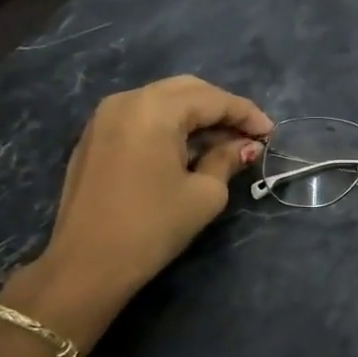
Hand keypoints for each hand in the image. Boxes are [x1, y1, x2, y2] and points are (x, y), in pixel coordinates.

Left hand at [5, 75, 272, 345]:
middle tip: (248, 135)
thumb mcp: (203, 195)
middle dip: (221, 109)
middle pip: (187, 91)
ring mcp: (105, 117)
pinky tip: (187, 149)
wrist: (86, 265)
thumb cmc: (152, 227)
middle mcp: (128, 100)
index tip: (271, 133)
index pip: (213, 100)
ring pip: (162, 100)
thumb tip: (245, 146)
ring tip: (223, 142)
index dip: (246, 114)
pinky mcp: (94, 136)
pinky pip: (141, 116)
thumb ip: (227, 160)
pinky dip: (169, 125)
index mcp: (156, 109)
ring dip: (195, 116)